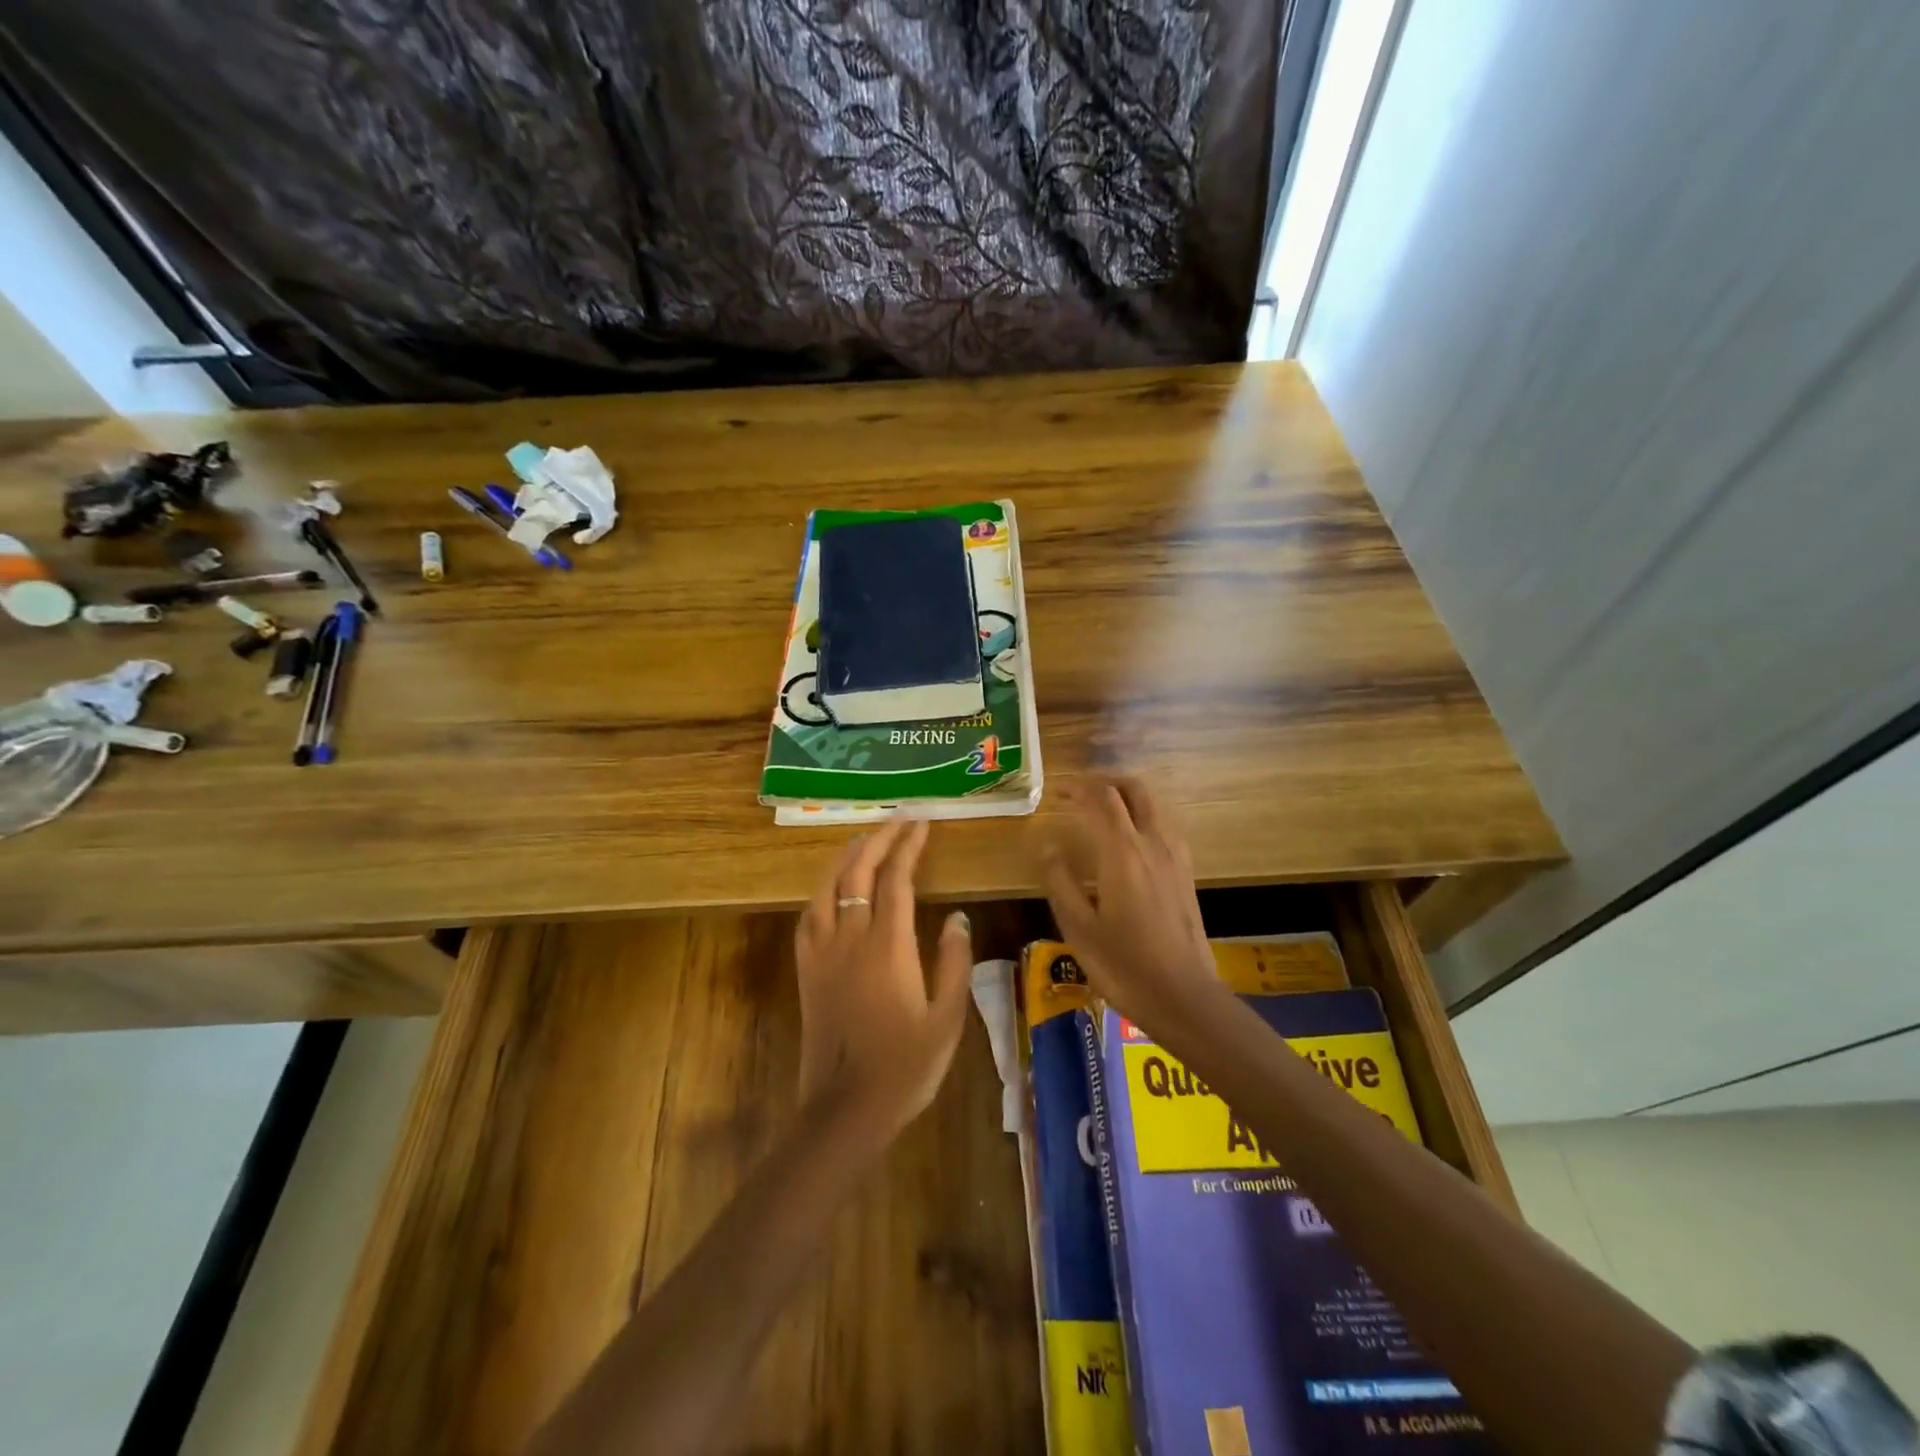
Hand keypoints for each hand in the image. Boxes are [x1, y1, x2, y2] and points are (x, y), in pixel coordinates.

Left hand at [795, 819, 973, 1137]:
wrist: (845, 1109)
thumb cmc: (905, 1066)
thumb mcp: (946, 1019)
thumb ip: (953, 962)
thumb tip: (956, 915)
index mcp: (888, 946)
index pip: (897, 879)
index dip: (909, 846)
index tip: (921, 824)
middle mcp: (851, 938)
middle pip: (859, 872)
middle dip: (878, 839)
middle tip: (898, 820)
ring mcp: (823, 953)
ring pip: (828, 888)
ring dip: (847, 857)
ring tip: (864, 839)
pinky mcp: (806, 971)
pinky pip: (809, 917)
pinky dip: (822, 891)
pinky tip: (831, 888)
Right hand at [1037, 776, 1224, 1039]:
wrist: (1184, 998)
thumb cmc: (1123, 965)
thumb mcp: (1078, 927)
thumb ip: (1059, 880)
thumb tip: (1047, 844)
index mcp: (1123, 852)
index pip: (1101, 799)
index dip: (1077, 787)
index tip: (1056, 790)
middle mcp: (1153, 844)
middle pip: (1134, 790)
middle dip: (1106, 781)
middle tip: (1079, 791)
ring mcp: (1175, 858)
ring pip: (1153, 805)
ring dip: (1126, 796)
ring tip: (1101, 809)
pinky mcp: (1186, 874)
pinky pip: (1163, 826)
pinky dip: (1142, 816)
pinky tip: (1129, 839)